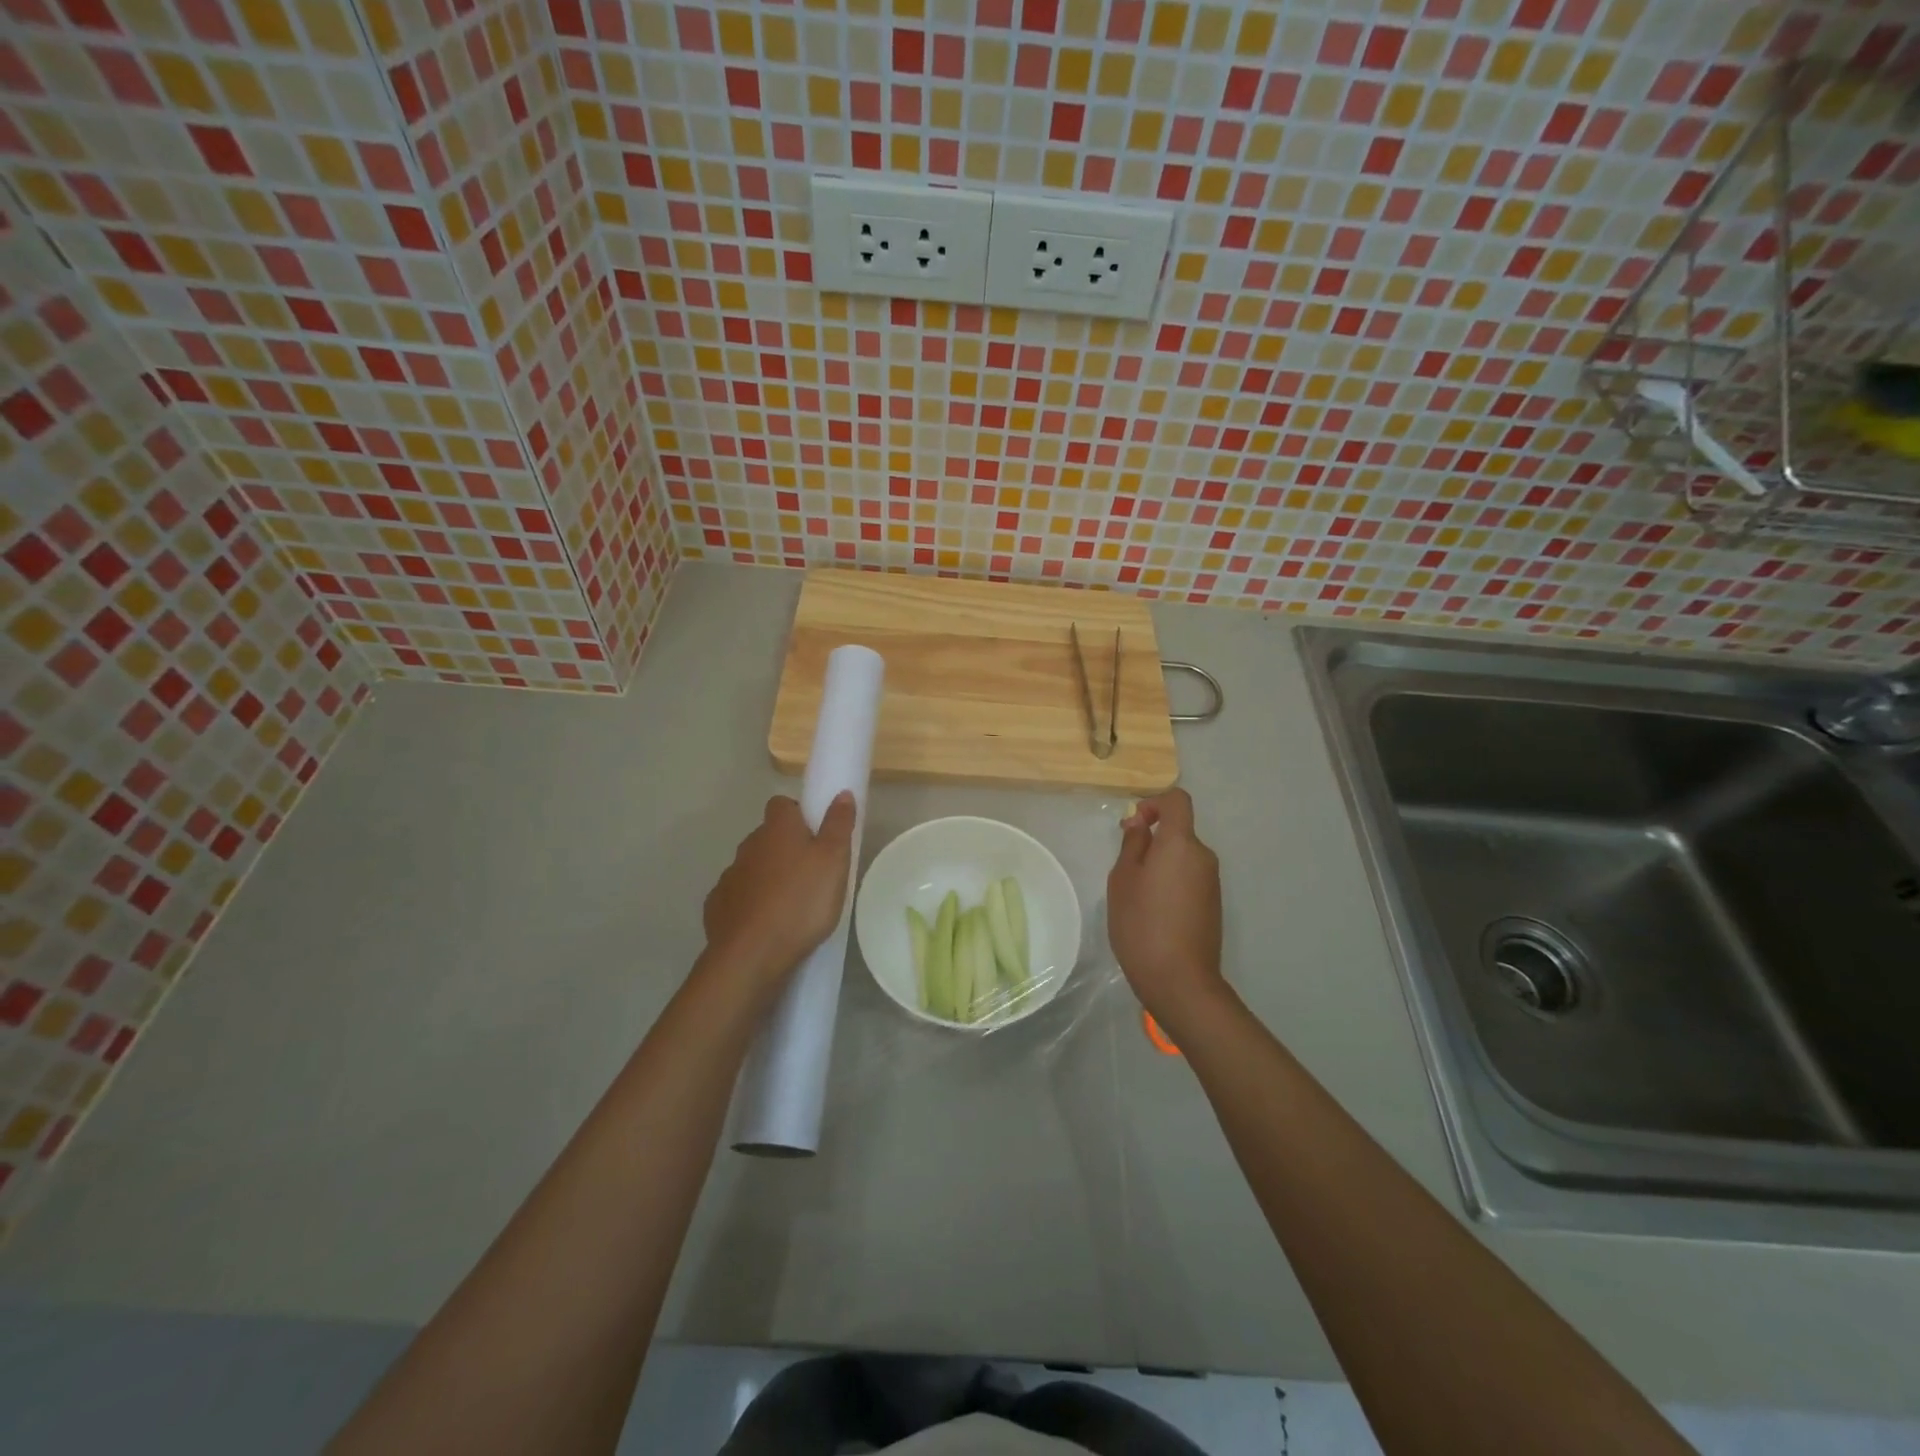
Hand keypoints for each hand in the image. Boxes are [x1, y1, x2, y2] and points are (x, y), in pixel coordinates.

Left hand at [702, 793, 856, 990]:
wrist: (752, 955)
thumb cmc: (802, 901)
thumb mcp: (834, 860)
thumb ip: (838, 824)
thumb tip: (841, 793)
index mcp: (777, 829)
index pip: (783, 804)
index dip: (799, 814)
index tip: (818, 836)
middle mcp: (748, 845)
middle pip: (768, 837)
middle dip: (786, 849)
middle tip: (812, 874)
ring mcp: (729, 877)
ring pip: (753, 867)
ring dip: (768, 877)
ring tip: (791, 904)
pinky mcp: (718, 907)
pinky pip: (738, 897)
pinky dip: (751, 904)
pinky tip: (766, 924)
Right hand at [1107, 789, 1224, 1027]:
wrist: (1180, 980)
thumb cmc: (1142, 923)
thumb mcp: (1123, 879)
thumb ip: (1133, 844)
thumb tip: (1141, 823)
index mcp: (1181, 843)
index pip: (1178, 800)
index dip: (1154, 803)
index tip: (1134, 826)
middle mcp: (1203, 856)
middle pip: (1179, 831)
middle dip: (1153, 840)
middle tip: (1125, 869)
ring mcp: (1212, 882)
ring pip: (1183, 857)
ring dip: (1161, 864)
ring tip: (1137, 896)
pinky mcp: (1213, 904)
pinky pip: (1190, 878)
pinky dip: (1172, 883)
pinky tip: (1155, 913)